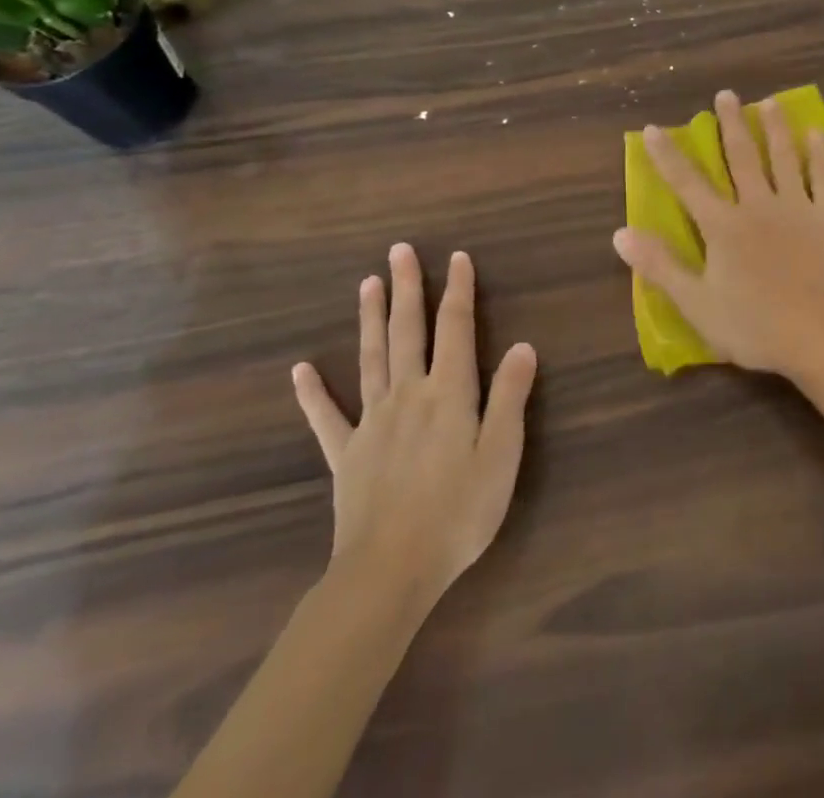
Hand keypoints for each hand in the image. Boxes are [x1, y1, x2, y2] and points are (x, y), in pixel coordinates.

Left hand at [291, 245, 537, 617]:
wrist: (390, 572)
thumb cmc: (459, 512)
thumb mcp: (502, 455)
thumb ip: (511, 397)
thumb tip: (523, 345)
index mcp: (449, 393)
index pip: (456, 329)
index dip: (459, 291)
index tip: (457, 257)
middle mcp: (408, 394)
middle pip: (407, 331)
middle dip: (407, 289)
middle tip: (399, 251)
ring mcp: (372, 423)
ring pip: (371, 359)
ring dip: (370, 319)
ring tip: (367, 284)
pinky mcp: (346, 455)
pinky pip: (326, 417)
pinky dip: (313, 393)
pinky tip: (300, 370)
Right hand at [613, 89, 823, 381]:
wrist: (820, 334)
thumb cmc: (754, 325)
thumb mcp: (695, 303)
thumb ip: (659, 266)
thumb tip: (620, 233)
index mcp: (722, 226)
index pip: (687, 184)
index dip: (668, 156)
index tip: (655, 128)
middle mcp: (757, 206)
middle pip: (741, 158)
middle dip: (730, 125)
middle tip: (726, 94)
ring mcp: (796, 208)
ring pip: (782, 158)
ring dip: (774, 128)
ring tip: (770, 102)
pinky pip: (823, 178)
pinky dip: (820, 154)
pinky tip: (817, 133)